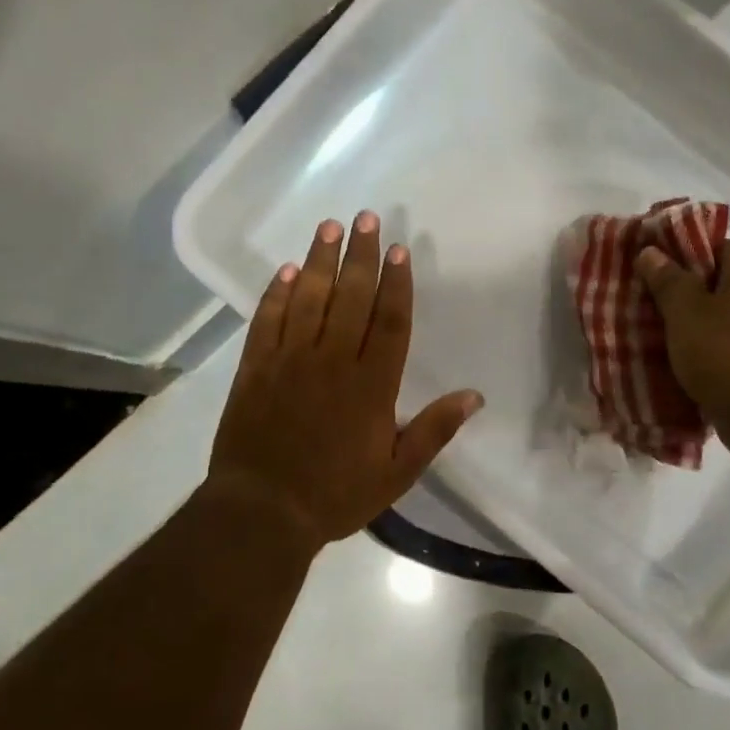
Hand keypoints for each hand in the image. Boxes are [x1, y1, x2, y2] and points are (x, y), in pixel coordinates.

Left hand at [206, 212, 483, 551]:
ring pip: (309, 300)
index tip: (398, 249)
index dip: (396, 283)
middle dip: (361, 256)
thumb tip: (474, 396)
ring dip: (321, 261)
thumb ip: (434, 430)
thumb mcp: (397, 473)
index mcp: (372, 386)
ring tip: (329, 226)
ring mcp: (289, 361)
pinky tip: (287, 270)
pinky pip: (268, 321)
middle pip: (351, 298)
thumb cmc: (336, 495)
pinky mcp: (254, 369)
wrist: (262, 512)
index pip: (390, 322)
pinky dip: (277, 293)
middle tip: (366, 218)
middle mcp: (332, 362)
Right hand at [635, 238, 729, 467]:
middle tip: (650, 302)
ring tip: (661, 332)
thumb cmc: (723, 352)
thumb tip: (651, 251)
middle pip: (720, 280)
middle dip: (685, 290)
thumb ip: (667, 279)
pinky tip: (684, 358)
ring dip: (696, 321)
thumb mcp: (684, 311)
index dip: (683, 253)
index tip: (653, 269)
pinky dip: (710, 346)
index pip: (716, 245)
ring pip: (725, 313)